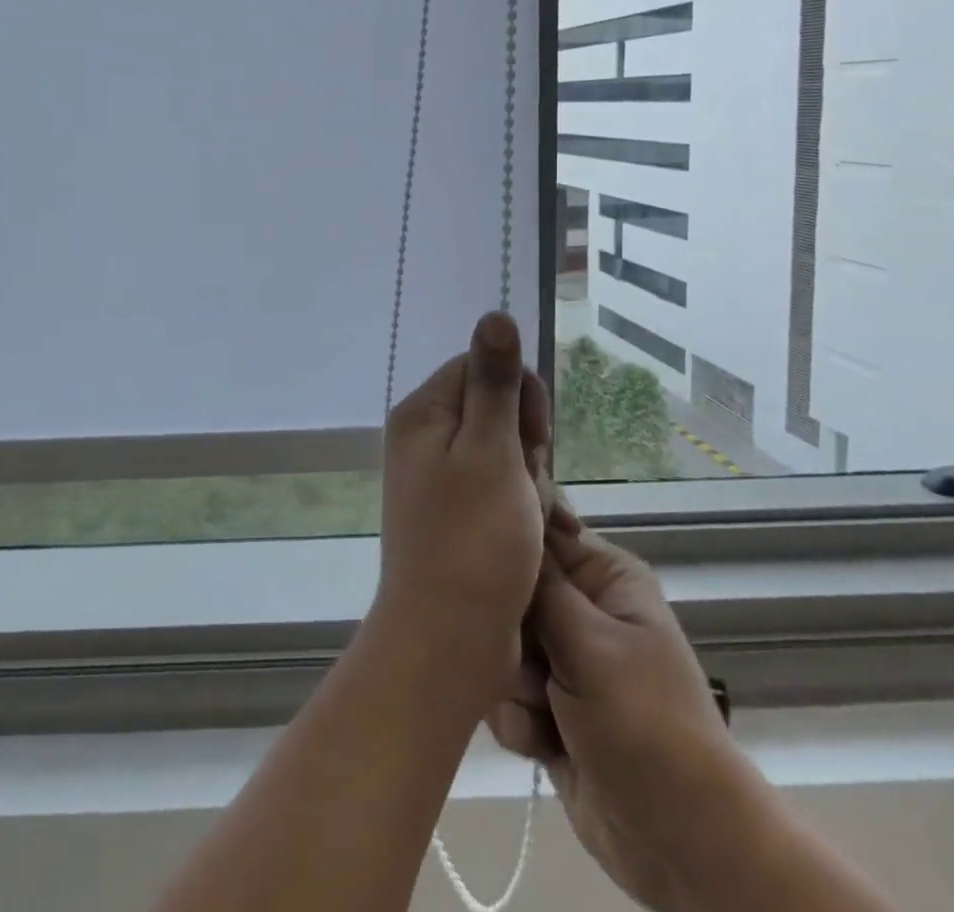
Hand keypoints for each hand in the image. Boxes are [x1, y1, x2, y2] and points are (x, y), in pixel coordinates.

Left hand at [372, 312, 551, 695]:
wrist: (447, 641)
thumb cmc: (473, 541)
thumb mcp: (491, 451)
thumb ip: (495, 382)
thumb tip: (495, 313)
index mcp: (423, 413)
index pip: (481, 368)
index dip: (518, 398)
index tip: (531, 440)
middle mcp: (422, 437)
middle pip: (491, 408)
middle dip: (523, 441)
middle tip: (527, 485)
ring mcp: (435, 477)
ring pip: (501, 450)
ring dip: (526, 477)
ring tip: (527, 517)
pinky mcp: (452, 512)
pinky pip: (495, 486)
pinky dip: (517, 504)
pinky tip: (524, 534)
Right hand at [487, 496, 761, 910]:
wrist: (684, 845)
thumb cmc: (646, 724)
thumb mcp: (592, 644)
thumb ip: (540, 586)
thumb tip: (509, 520)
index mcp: (603, 577)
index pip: (540, 530)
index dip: (506, 541)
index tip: (480, 564)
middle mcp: (581, 609)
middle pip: (510, 591)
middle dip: (507, 631)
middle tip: (523, 659)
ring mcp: (563, 661)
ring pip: (500, 646)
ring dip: (512, 683)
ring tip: (543, 712)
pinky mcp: (547, 710)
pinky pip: (503, 695)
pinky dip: (517, 721)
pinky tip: (541, 745)